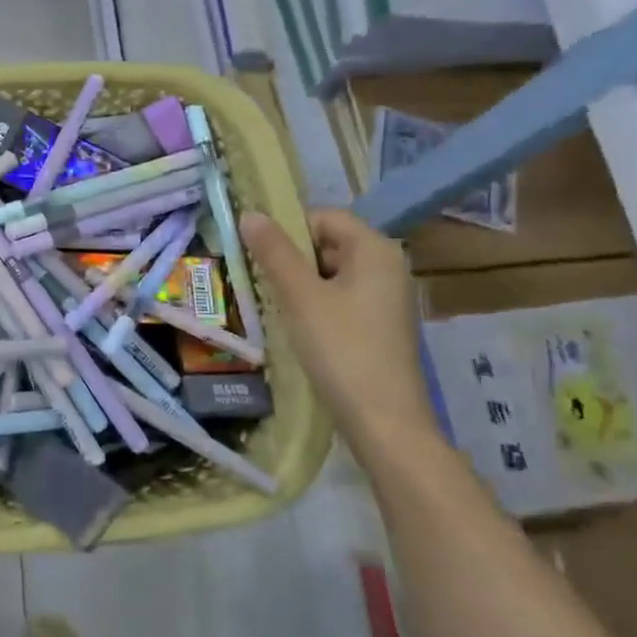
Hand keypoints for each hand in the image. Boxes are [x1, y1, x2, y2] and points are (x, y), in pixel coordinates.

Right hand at [243, 210, 438, 458]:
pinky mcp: (379, 325)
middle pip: (328, 243)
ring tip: (274, 304)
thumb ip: (274, 252)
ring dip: (299, 283)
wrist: (384, 422)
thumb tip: (249, 213)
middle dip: (291, 257)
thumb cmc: (342, 350)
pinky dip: (315, 304)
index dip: (288, 228)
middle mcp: (387, 267)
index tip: (258, 253)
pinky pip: (341, 298)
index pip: (325, 217)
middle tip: (260, 279)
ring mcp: (385, 298)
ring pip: (331, 273)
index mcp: (375, 250)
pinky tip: (296, 326)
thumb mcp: (301, 297)